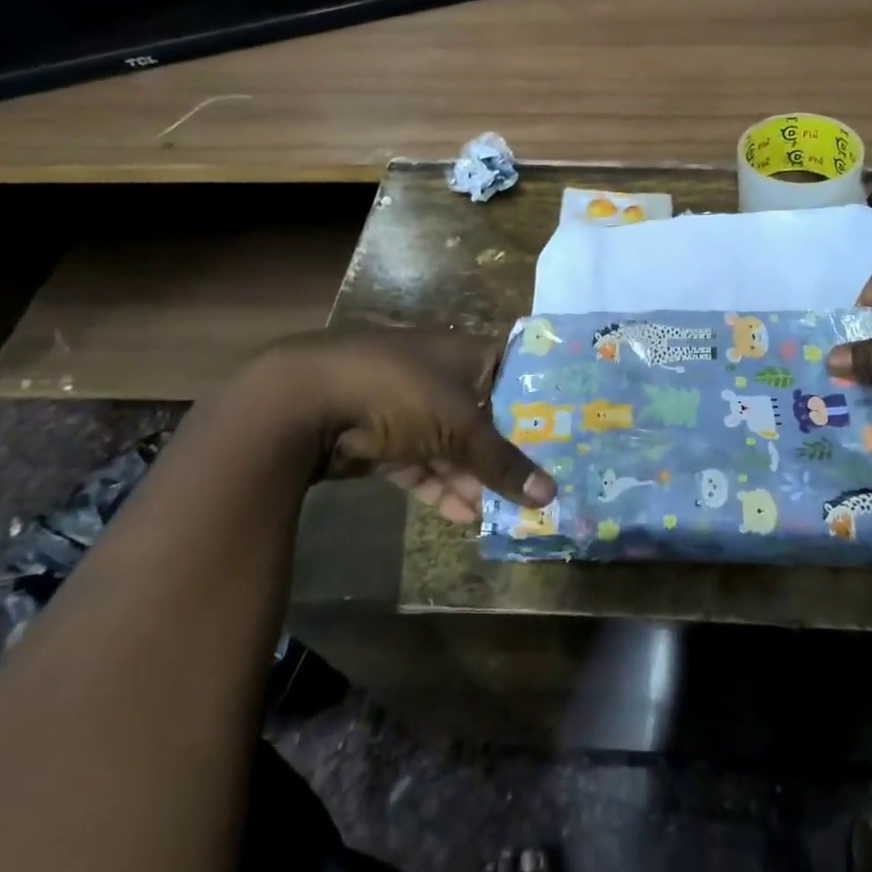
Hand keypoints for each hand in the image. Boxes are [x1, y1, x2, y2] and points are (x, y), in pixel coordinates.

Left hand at [249, 328, 554, 522]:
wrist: (303, 403)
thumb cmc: (399, 391)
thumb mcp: (459, 426)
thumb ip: (502, 461)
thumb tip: (551, 494)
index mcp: (466, 354)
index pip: (515, 369)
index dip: (541, 397)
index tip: (568, 427)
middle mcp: (441, 374)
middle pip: (486, 413)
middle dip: (510, 449)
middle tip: (543, 481)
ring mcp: (408, 407)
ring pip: (453, 444)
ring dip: (477, 477)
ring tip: (510, 511)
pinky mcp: (382, 439)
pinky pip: (422, 465)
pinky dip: (441, 488)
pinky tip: (467, 518)